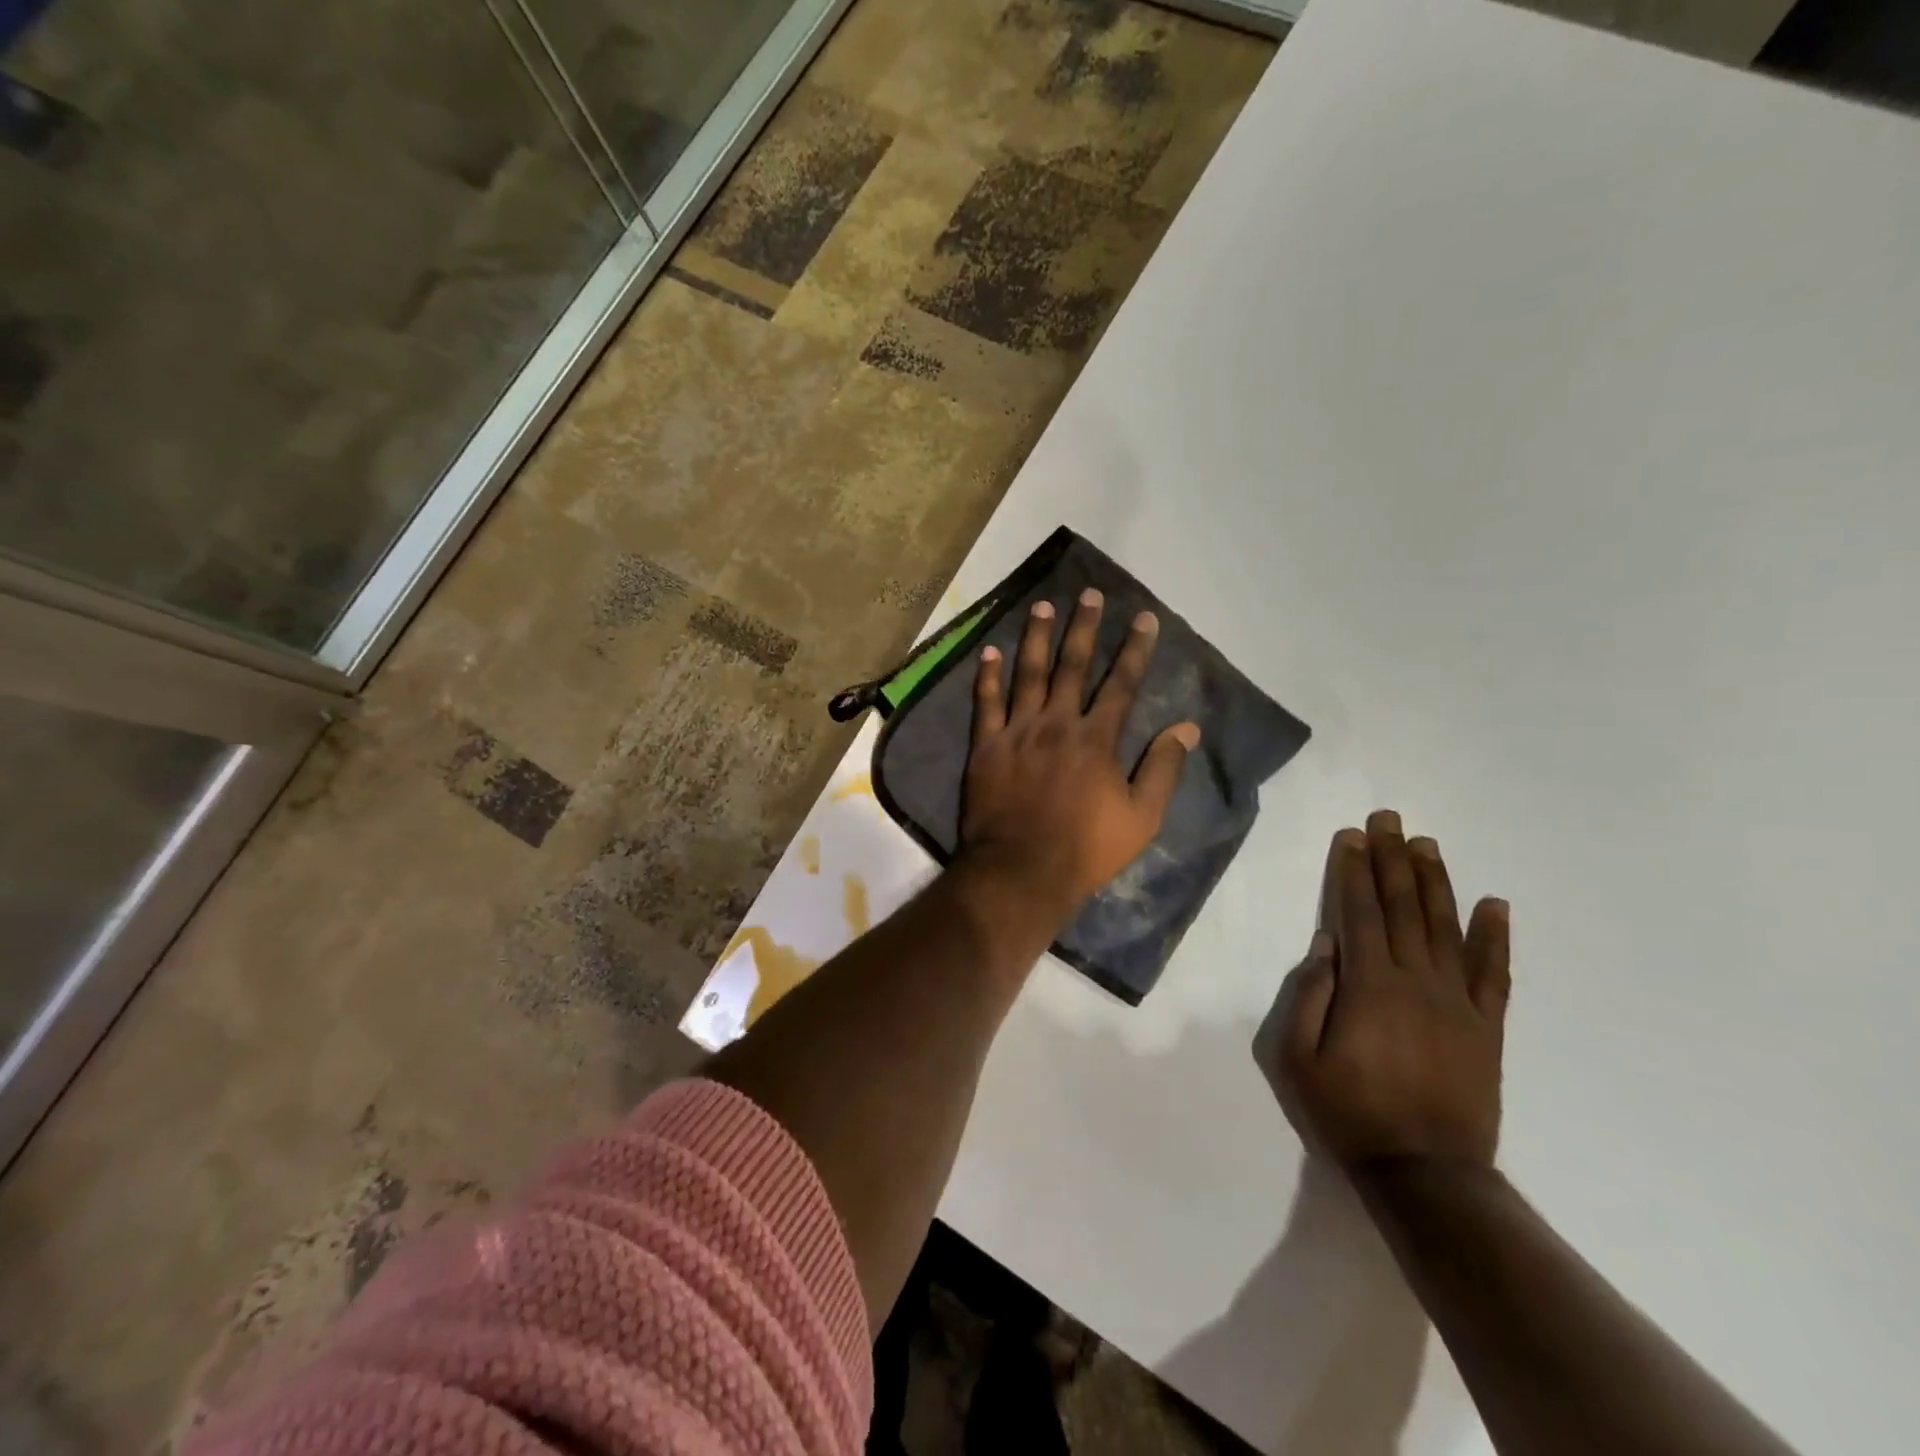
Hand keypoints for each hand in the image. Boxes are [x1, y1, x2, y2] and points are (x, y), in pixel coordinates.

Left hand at [959, 589, 1199, 923]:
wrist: (1021, 871)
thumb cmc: (1086, 849)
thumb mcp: (1141, 818)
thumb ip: (1163, 769)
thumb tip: (1187, 728)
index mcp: (1096, 739)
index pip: (1121, 684)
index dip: (1135, 649)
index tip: (1144, 618)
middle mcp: (1057, 724)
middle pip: (1073, 666)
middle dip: (1084, 628)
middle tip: (1089, 594)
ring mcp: (1018, 732)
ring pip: (1028, 674)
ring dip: (1037, 638)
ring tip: (1043, 607)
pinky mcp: (986, 746)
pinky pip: (985, 703)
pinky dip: (987, 676)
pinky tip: (990, 651)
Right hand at [1260, 811, 1510, 1172]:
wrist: (1427, 1174)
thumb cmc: (1349, 1113)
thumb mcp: (1297, 1059)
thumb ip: (1308, 996)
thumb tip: (1325, 944)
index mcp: (1369, 986)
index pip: (1358, 912)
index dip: (1353, 870)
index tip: (1352, 835)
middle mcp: (1416, 981)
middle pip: (1402, 907)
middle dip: (1392, 859)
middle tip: (1390, 819)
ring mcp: (1458, 1002)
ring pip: (1445, 927)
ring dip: (1435, 882)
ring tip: (1427, 844)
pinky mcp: (1486, 1027)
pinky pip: (1493, 973)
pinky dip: (1495, 936)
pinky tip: (1494, 903)